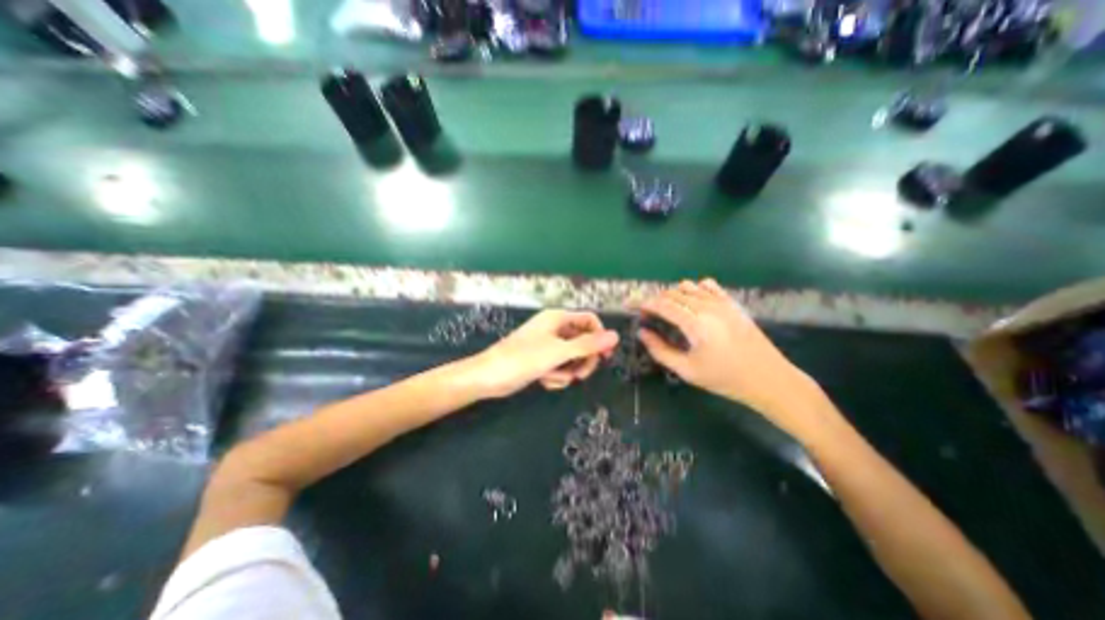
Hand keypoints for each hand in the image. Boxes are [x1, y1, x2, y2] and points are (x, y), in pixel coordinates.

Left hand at [467, 312, 618, 398]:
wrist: (489, 377)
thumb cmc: (523, 359)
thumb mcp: (559, 352)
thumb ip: (588, 345)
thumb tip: (615, 336)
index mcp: (558, 318)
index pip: (589, 320)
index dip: (600, 337)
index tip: (605, 357)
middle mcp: (554, 328)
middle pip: (583, 341)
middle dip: (583, 360)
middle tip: (580, 375)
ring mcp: (548, 345)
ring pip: (572, 357)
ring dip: (568, 371)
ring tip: (554, 378)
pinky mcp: (542, 360)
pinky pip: (560, 367)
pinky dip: (557, 376)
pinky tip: (545, 381)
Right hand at [640, 280, 818, 424]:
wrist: (769, 379)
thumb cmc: (725, 378)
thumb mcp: (687, 371)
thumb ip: (660, 350)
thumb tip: (642, 332)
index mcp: (695, 323)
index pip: (662, 304)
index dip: (643, 303)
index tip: (630, 306)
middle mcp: (707, 306)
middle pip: (672, 293)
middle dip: (655, 300)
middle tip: (646, 313)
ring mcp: (722, 302)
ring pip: (688, 287)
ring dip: (672, 295)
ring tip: (667, 310)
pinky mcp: (732, 303)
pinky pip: (708, 286)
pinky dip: (694, 290)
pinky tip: (692, 303)